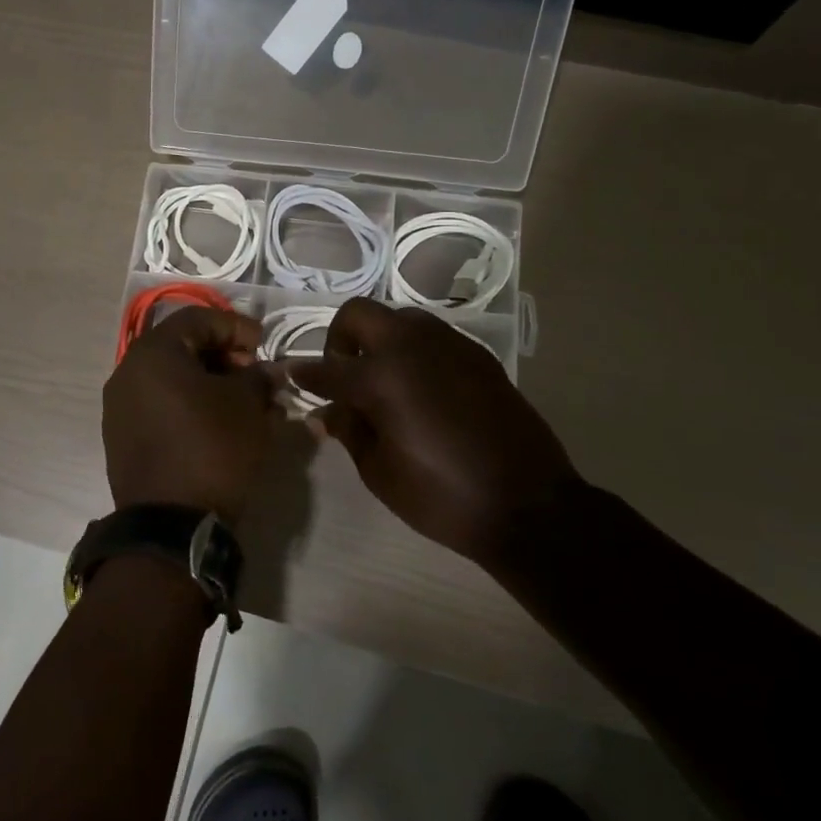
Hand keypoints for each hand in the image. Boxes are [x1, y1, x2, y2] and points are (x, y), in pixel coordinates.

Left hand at [102, 307, 277, 523]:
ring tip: (245, 403)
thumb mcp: (247, 406)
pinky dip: (192, 406)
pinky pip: (162, 406)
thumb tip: (266, 371)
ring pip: (172, 379)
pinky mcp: (124, 439)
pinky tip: (221, 423)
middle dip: (224, 356)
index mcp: (153, 353)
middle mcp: (128, 373)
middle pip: (182, 347)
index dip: (235, 326)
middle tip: (255, 374)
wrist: (172, 526)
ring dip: (211, 383)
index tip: (263, 345)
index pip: (198, 319)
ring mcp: (121, 408)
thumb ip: (258, 377)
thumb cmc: (213, 449)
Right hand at [287, 298, 577, 567]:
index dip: (304, 375)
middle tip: (343, 374)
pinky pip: (432, 338)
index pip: (327, 368)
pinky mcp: (478, 356)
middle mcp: (412, 346)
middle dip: (339, 338)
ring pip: (398, 319)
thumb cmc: (442, 496)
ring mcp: (449, 345)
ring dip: (379, 340)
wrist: (528, 505)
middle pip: (359, 315)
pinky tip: (420, 390)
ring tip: (382, 382)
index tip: (291, 377)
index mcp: (381, 376)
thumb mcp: (380, 472)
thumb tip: (325, 413)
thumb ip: (348, 431)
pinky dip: (413, 352)